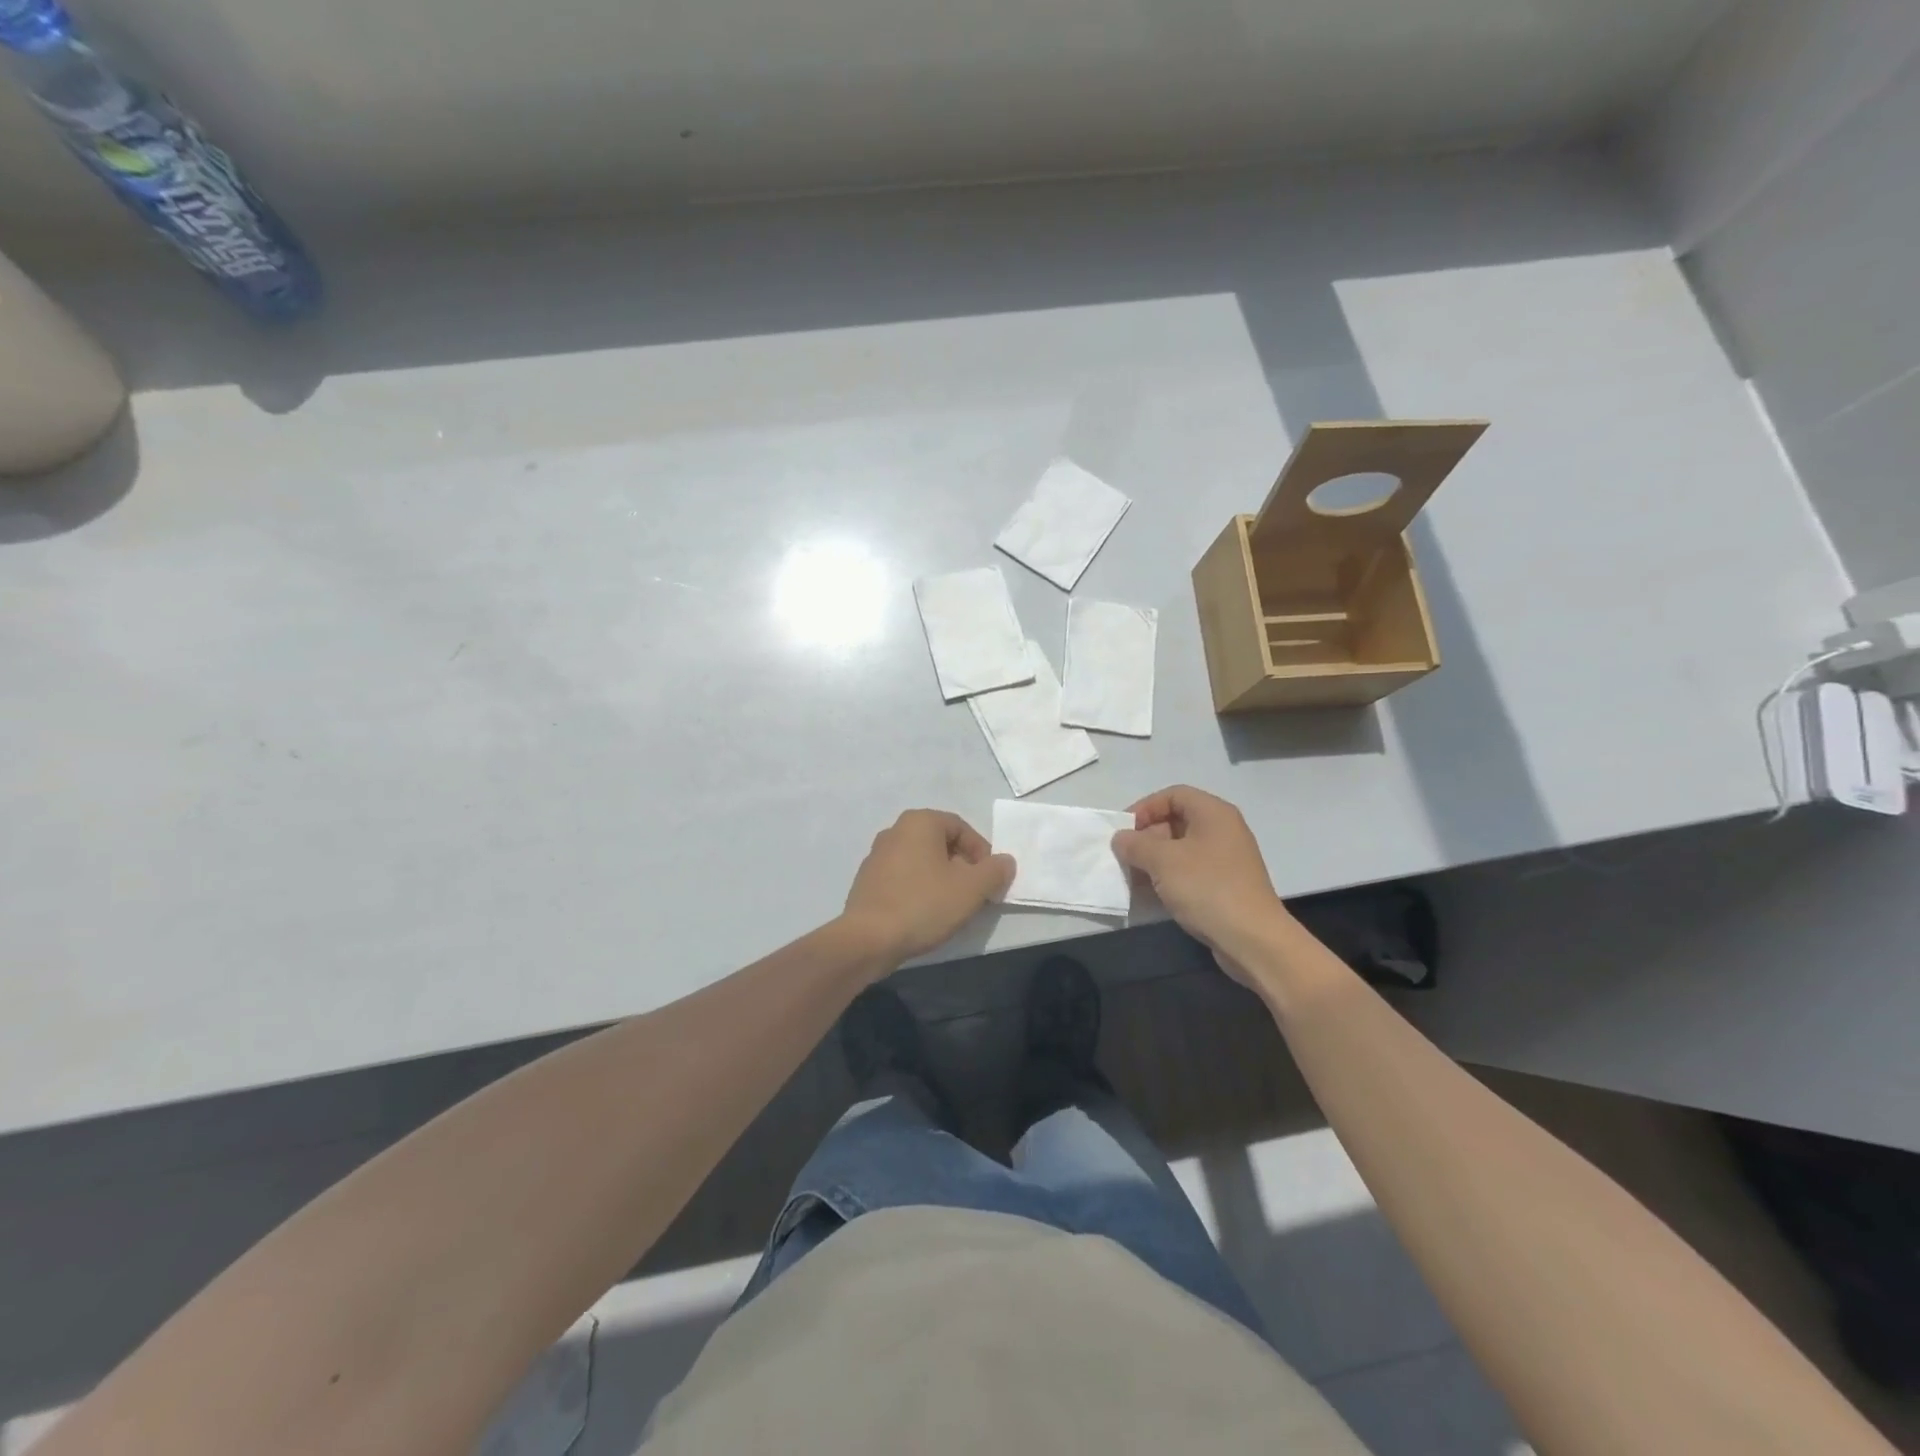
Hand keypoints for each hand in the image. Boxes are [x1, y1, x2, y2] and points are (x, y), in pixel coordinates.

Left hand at [842, 809, 1014, 964]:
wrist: (868, 939)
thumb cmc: (924, 904)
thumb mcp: (971, 888)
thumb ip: (995, 871)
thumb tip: (1005, 862)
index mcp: (919, 822)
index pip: (962, 828)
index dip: (982, 853)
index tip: (990, 881)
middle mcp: (895, 831)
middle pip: (941, 844)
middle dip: (963, 867)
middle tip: (975, 895)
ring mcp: (877, 856)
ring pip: (922, 862)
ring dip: (942, 880)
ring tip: (952, 908)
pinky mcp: (867, 881)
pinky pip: (903, 878)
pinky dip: (919, 890)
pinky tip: (925, 915)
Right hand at [1112, 785, 1293, 975]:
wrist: (1252, 939)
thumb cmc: (1207, 888)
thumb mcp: (1163, 861)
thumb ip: (1135, 844)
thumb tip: (1121, 839)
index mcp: (1213, 813)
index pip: (1173, 795)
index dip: (1145, 807)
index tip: (1124, 830)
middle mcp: (1223, 831)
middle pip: (1176, 821)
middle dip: (1146, 837)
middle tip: (1125, 857)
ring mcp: (1226, 860)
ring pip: (1181, 849)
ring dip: (1154, 861)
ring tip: (1132, 878)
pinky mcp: (1225, 886)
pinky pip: (1190, 872)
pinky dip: (1168, 878)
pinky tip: (1151, 895)